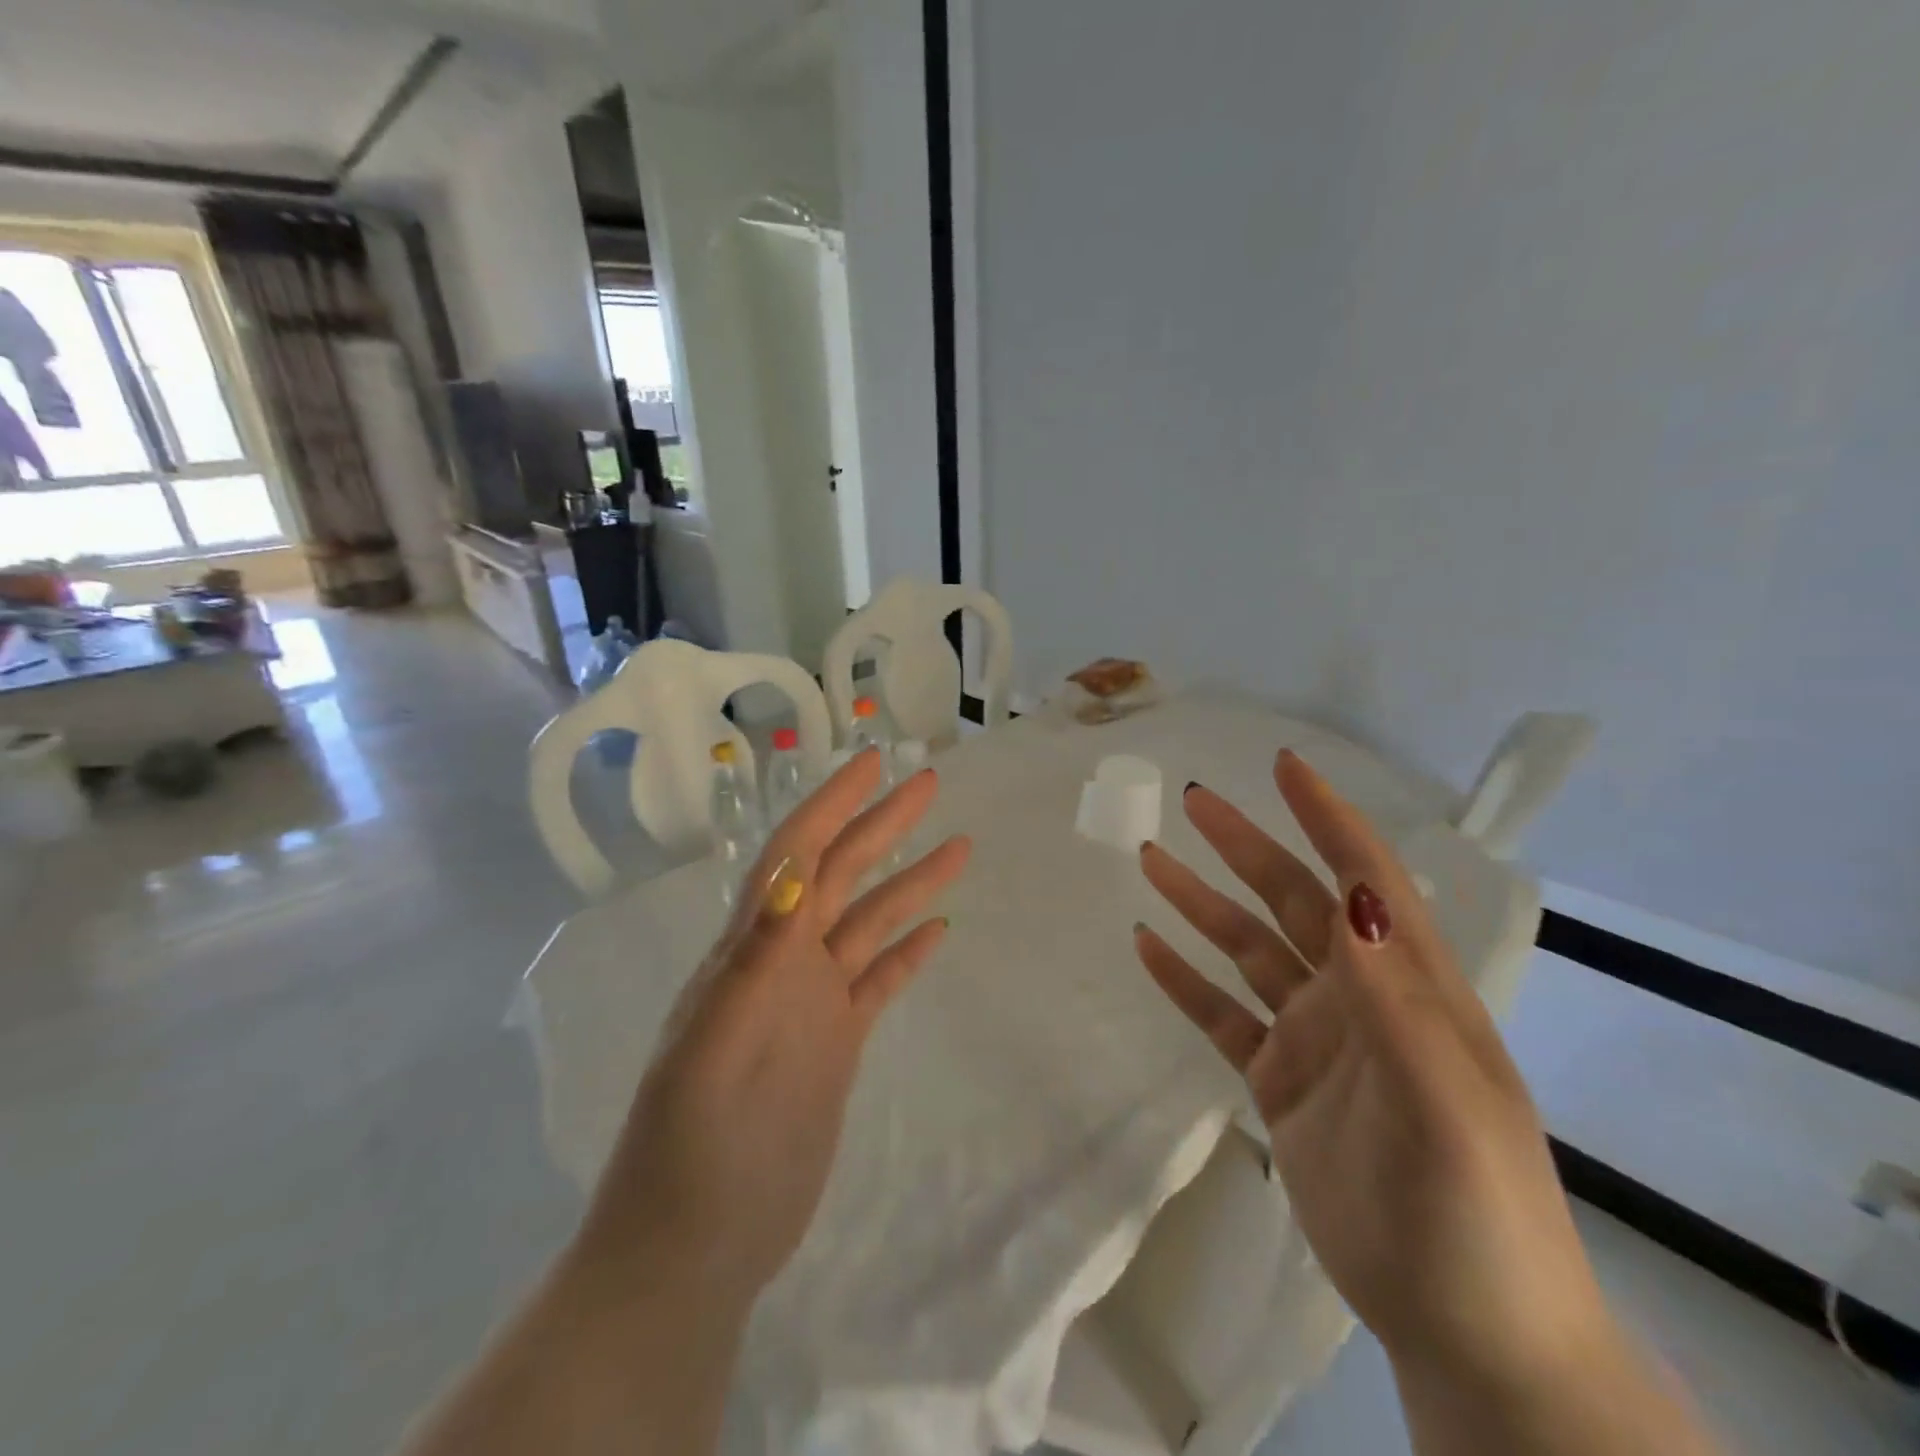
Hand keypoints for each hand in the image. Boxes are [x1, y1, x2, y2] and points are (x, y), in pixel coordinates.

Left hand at [581, 749, 972, 1312]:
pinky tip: (939, 928)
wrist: (696, 1245)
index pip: (795, 855)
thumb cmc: (691, 1150)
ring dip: (910, 882)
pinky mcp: (836, 1044)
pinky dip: (908, 951)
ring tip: (958, 846)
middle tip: (929, 783)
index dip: (830, 805)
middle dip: (881, 824)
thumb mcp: (713, 1052)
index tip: (872, 765)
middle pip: (841, 874)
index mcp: (751, 951)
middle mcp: (785, 963)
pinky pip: (880, 981)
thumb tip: (792, 874)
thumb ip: (752, 962)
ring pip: (870, 922)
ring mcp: (813, 1003)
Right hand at [1134, 751, 1607, 1389]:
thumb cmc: (1476, 1214)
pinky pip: (1222, 1015)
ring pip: (1247, 950)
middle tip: (1192, 802)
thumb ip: (1396, 1000)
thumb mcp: (1446, 1106)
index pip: (1365, 880)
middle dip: (1245, 846)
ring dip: (1201, 904)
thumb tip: (1355, 897)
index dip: (1327, 819)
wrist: (1469, 1332)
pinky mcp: (1280, 1082)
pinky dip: (1184, 979)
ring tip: (1152, 860)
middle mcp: (1358, 997)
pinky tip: (1148, 947)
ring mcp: (1315, 1039)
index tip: (1285, 767)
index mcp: (1409, 987)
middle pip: (1291, 901)